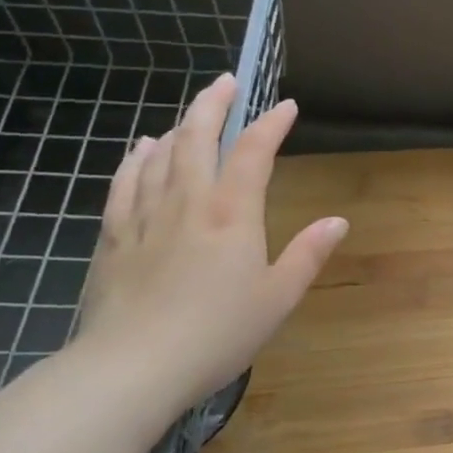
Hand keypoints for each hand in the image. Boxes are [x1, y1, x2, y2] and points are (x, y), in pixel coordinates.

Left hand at [74, 77, 347, 417]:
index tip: (286, 106)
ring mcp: (145, 218)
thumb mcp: (277, 298)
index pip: (253, 152)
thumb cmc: (216, 334)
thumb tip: (338, 221)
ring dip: (176, 128)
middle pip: (196, 138)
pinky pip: (123, 187)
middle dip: (213, 105)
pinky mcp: (114, 240)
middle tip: (226, 82)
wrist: (130, 370)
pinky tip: (138, 152)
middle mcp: (188, 203)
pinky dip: (134, 162)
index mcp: (232, 214)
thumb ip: (308, 255)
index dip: (271, 124)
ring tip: (188, 116)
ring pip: (158, 156)